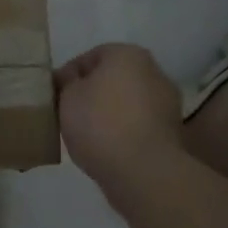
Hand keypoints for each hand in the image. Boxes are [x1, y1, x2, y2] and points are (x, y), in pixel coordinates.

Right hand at [56, 44, 185, 200]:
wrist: (144, 172)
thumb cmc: (101, 123)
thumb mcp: (67, 96)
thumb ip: (66, 82)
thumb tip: (70, 80)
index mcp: (128, 54)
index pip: (90, 57)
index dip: (68, 76)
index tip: (54, 96)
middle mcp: (153, 72)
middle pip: (112, 79)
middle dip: (92, 94)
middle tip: (68, 113)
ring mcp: (167, 104)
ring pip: (127, 103)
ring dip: (110, 114)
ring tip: (86, 135)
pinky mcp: (173, 134)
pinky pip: (139, 126)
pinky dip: (124, 133)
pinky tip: (107, 149)